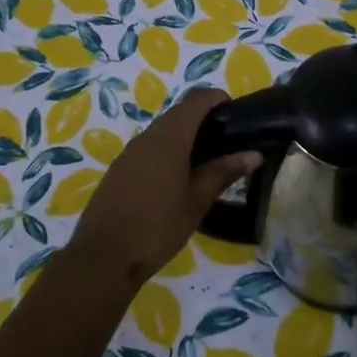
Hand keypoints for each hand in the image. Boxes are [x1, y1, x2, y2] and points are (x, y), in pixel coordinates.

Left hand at [67, 87, 260, 288]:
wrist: (102, 257)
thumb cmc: (157, 226)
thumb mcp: (197, 201)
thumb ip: (223, 172)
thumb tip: (254, 154)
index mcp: (169, 137)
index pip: (197, 99)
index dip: (218, 99)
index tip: (237, 115)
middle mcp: (147, 136)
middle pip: (180, 113)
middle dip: (205, 120)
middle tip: (229, 144)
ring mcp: (130, 153)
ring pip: (163, 131)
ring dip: (186, 138)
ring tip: (209, 163)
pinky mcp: (120, 170)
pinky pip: (150, 149)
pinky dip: (169, 152)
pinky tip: (179, 180)